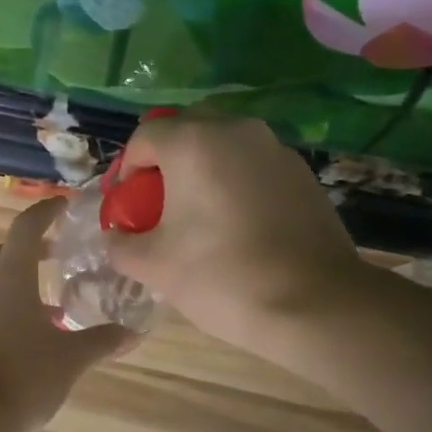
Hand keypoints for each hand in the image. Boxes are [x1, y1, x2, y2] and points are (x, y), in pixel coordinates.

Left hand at [0, 198, 130, 431]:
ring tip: (51, 304)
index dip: (46, 211)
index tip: (64, 206)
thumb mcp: (71, 358)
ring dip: (19, 284)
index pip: (26, 227)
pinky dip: (5, 310)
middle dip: (33, 249)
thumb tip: (134, 332)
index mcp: (9, 277)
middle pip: (6, 253)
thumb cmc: (24, 377)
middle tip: (60, 254)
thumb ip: (103, 340)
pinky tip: (27, 337)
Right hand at [104, 115, 363, 352]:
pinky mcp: (303, 172)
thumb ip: (121, 243)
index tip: (127, 204)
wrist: (315, 303)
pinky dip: (237, 180)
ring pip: (225, 143)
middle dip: (166, 159)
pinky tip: (238, 223)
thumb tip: (116, 236)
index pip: (144, 136)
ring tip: (200, 213)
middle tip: (159, 201)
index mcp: (193, 142)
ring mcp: (275, 148)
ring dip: (204, 167)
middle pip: (187, 128)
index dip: (127, 168)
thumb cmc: (222, 276)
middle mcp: (236, 130)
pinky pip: (255, 163)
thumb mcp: (153, 265)